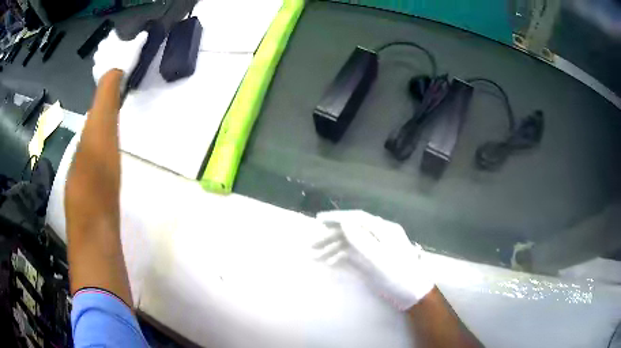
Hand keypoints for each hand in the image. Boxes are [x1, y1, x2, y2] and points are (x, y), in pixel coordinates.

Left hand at [92, 29, 147, 83]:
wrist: (112, 80)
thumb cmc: (124, 60)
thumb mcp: (136, 48)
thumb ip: (140, 39)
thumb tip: (145, 33)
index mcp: (111, 41)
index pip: (112, 33)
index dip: (114, 34)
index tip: (116, 34)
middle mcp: (102, 49)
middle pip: (102, 44)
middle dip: (105, 44)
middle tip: (109, 46)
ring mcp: (97, 61)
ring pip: (97, 55)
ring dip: (100, 55)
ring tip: (104, 57)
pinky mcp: (95, 73)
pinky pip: (96, 68)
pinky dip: (98, 68)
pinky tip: (101, 69)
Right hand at [314, 210, 433, 310]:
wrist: (413, 294)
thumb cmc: (399, 276)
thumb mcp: (380, 259)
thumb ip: (362, 241)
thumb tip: (345, 222)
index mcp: (384, 230)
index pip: (357, 218)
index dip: (337, 217)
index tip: (318, 219)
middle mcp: (379, 234)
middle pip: (351, 230)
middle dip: (331, 237)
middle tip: (312, 246)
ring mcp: (376, 247)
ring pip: (351, 242)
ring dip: (333, 248)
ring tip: (316, 257)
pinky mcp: (373, 259)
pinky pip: (354, 253)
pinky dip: (341, 257)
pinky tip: (330, 263)